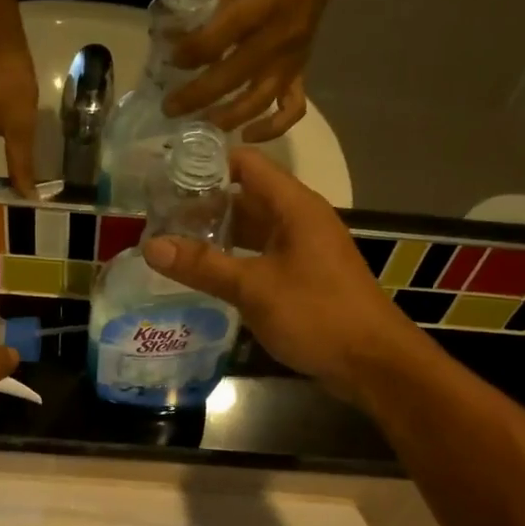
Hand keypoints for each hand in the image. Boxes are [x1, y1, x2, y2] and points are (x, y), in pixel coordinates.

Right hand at [142, 150, 429, 399]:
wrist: (372, 362)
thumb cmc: (317, 314)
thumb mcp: (254, 288)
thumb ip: (203, 266)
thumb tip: (151, 245)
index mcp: (294, 206)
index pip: (246, 164)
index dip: (206, 164)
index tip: (164, 175)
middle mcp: (300, 220)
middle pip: (246, 197)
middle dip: (204, 205)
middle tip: (157, 217)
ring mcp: (304, 250)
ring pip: (254, 231)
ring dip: (218, 236)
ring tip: (172, 245)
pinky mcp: (305, 278)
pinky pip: (263, 258)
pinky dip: (235, 261)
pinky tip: (206, 276)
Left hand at [162, 0, 346, 141]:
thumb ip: (210, 6)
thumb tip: (173, 35)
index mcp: (264, 5)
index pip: (222, 35)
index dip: (193, 51)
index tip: (170, 59)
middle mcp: (279, 39)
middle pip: (233, 76)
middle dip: (198, 95)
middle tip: (170, 108)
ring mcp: (291, 61)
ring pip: (259, 100)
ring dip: (228, 118)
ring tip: (200, 126)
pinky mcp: (300, 74)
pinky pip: (291, 110)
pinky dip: (272, 128)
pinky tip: (247, 135)